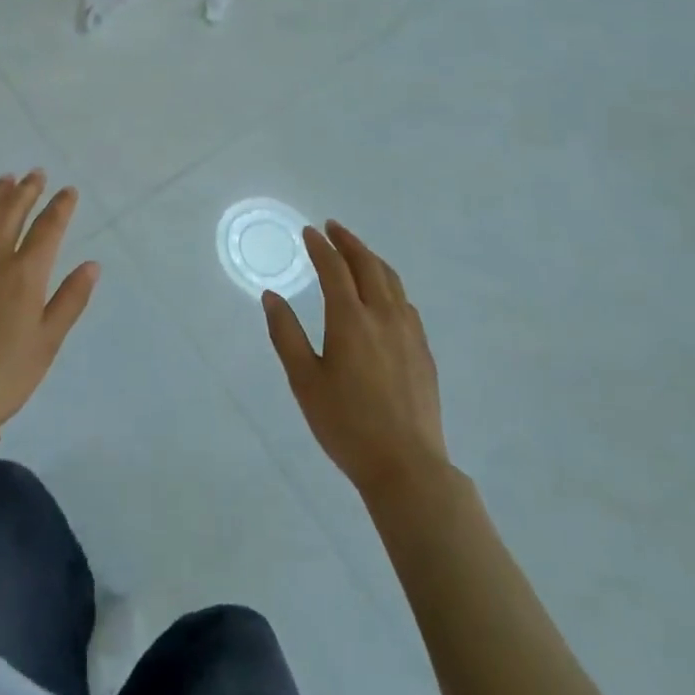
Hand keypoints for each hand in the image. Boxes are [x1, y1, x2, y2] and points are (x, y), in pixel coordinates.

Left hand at [0, 171, 99, 430]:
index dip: (60, 206)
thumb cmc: (5, 373)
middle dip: (27, 190)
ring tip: (5, 180)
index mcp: (25, 273)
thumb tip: (91, 265)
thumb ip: (70, 299)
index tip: (69, 191)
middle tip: (36, 174)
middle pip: (10, 212)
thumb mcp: (48, 341)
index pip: (48, 227)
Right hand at [263, 222, 447, 501]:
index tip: (309, 231)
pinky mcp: (423, 350)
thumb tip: (271, 296)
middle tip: (333, 228)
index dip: (320, 246)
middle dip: (348, 242)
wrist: (406, 466)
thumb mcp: (304, 381)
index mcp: (350, 319)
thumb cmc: (346, 424)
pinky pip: (405, 302)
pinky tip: (384, 295)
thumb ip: (285, 334)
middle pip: (367, 265)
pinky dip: (389, 284)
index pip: (334, 268)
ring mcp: (408, 331)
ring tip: (357, 252)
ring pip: (391, 280)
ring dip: (371, 258)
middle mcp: (383, 315)